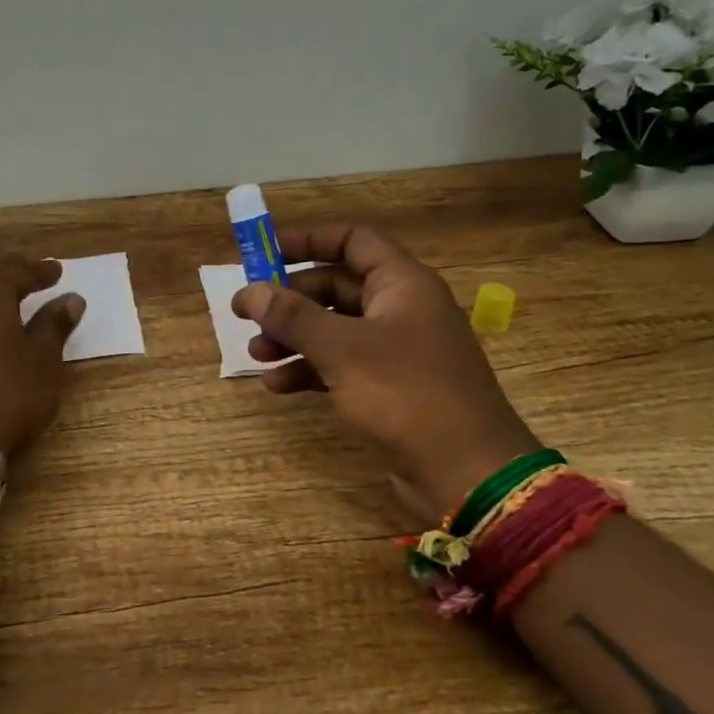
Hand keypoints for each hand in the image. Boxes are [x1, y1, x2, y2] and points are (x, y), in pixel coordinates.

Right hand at [232, 224, 538, 525]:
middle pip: (335, 286)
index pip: (352, 241)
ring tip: (257, 355)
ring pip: (333, 329)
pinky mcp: (388, 387)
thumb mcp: (342, 349)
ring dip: (292, 337)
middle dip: (289, 299)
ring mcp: (395, 351)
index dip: (307, 240)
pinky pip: (340, 365)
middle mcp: (399, 309)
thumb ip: (293, 316)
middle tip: (246, 313)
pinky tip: (278, 385)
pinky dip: (308, 369)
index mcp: (401, 284)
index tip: (262, 251)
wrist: (467, 473)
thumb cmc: (406, 394)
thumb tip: (249, 291)